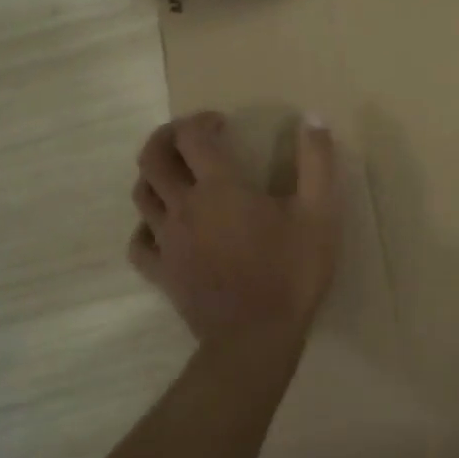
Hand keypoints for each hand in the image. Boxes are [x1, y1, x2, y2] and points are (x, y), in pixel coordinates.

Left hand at [128, 112, 341, 362]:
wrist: (256, 339)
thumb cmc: (290, 272)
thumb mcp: (320, 212)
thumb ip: (317, 161)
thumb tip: (313, 118)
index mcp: (219, 187)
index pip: (191, 137)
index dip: (201, 120)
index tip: (222, 123)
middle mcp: (183, 207)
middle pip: (152, 159)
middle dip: (165, 137)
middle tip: (187, 135)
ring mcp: (167, 242)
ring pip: (141, 196)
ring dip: (154, 175)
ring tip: (177, 174)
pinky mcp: (161, 274)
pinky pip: (139, 243)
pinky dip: (145, 226)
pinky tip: (162, 227)